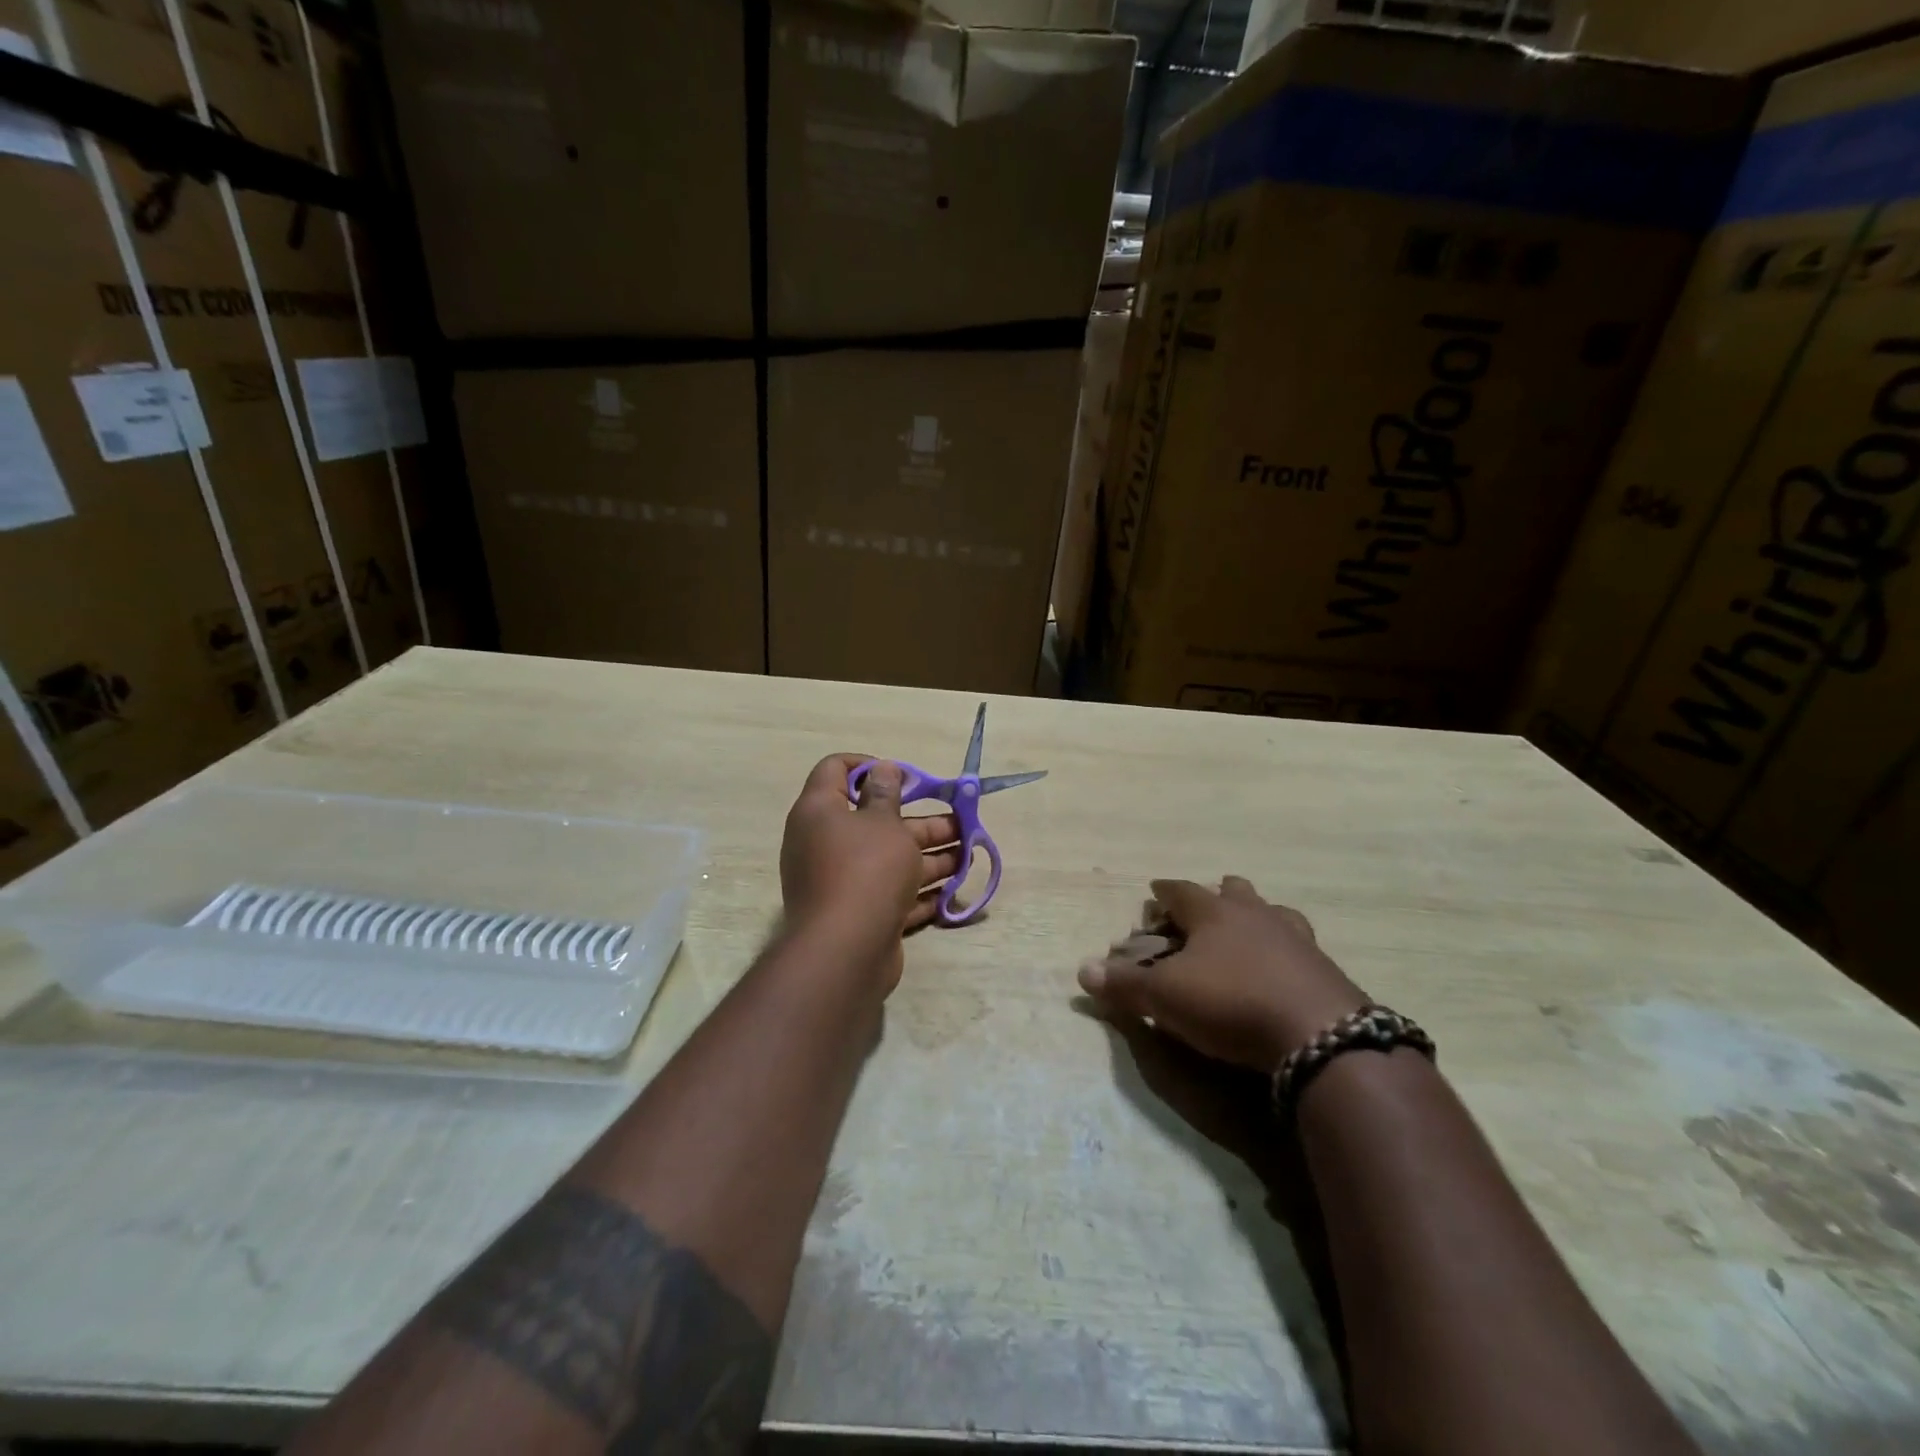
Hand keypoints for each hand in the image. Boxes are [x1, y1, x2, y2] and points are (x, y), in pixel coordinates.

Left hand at [780, 754, 961, 991]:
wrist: (845, 952)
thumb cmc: (866, 870)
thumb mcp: (884, 823)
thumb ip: (886, 793)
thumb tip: (882, 768)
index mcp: (819, 811)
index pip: (836, 769)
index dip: (869, 765)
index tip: (905, 777)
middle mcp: (825, 843)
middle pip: (876, 820)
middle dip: (922, 821)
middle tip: (960, 823)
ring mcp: (840, 882)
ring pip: (889, 860)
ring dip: (929, 857)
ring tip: (969, 856)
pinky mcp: (858, 914)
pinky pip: (890, 894)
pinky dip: (918, 891)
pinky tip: (951, 891)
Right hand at [1078, 876, 1366, 1071]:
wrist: (1320, 1035)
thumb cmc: (1232, 1002)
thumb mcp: (1166, 997)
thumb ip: (1125, 984)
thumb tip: (1083, 971)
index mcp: (1214, 913)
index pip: (1181, 891)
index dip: (1165, 891)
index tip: (1155, 890)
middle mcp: (1256, 915)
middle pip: (1234, 891)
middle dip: (1217, 895)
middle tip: (1205, 909)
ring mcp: (1296, 938)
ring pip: (1273, 912)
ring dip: (1257, 918)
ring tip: (1249, 933)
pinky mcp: (1325, 968)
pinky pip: (1300, 947)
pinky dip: (1286, 951)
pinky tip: (1284, 969)